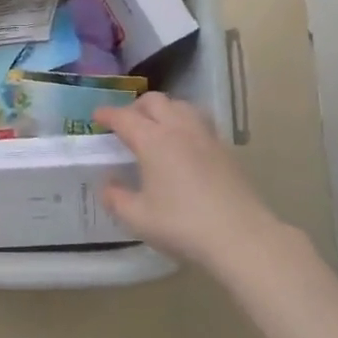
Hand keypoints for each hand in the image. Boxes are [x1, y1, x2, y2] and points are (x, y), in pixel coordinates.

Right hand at [95, 94, 304, 273]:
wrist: (241, 236)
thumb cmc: (182, 225)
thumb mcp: (138, 218)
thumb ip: (116, 198)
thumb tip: (108, 185)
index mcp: (152, 140)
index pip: (124, 117)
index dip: (107, 115)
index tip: (97, 118)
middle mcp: (178, 129)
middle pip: (154, 101)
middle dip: (135, 107)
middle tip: (126, 124)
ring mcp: (205, 136)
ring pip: (180, 105)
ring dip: (163, 110)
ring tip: (156, 128)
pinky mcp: (225, 149)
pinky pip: (199, 121)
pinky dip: (184, 122)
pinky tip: (184, 144)